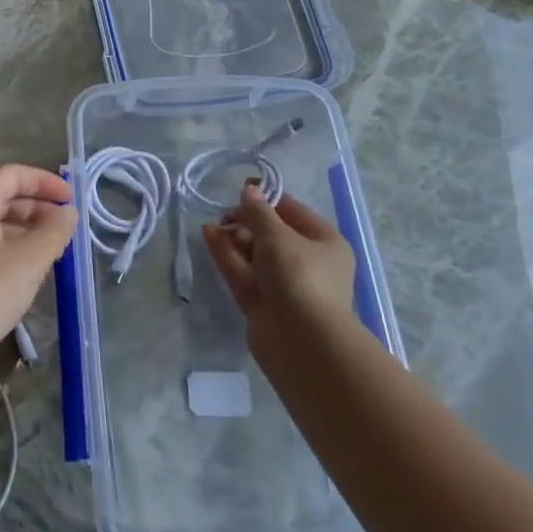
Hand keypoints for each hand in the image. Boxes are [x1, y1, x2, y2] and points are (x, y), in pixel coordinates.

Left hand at [0, 165, 76, 377]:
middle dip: (37, 205)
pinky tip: (28, 270)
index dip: (44, 181)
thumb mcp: (29, 261)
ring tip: (54, 248)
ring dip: (26, 228)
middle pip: (2, 196)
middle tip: (66, 225)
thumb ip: (54, 231)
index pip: (12, 175)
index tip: (71, 198)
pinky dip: (11, 246)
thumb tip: (67, 213)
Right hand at [203, 184, 358, 348]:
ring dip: (234, 237)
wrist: (302, 342)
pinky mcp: (262, 303)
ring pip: (254, 255)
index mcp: (324, 242)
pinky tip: (208, 236)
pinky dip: (227, 255)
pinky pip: (243, 272)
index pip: (293, 212)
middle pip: (271, 234)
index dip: (267, 199)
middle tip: (225, 214)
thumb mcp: (277, 235)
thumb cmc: (299, 276)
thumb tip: (249, 190)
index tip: (241, 189)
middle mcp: (307, 263)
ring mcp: (284, 285)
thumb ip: (258, 211)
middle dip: (247, 221)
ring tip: (212, 223)